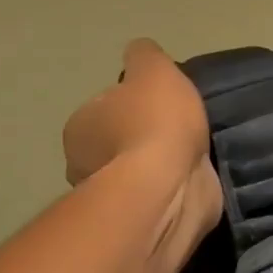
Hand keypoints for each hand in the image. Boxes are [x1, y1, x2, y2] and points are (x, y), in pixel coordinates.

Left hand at [63, 39, 222, 255]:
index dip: (132, 102)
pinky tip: (193, 178)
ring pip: (136, 172)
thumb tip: (138, 51)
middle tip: (178, 128)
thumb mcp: (153, 69)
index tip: (159, 102)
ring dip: (157, 165)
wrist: (170, 187)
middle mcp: (84, 164)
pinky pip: (155, 196)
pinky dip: (170, 187)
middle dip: (141, 137)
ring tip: (192, 154)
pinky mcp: (139, 221)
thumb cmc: (155, 122)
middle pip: (116, 141)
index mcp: (80, 126)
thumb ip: (144, 56)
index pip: (104, 107)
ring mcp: (110, 198)